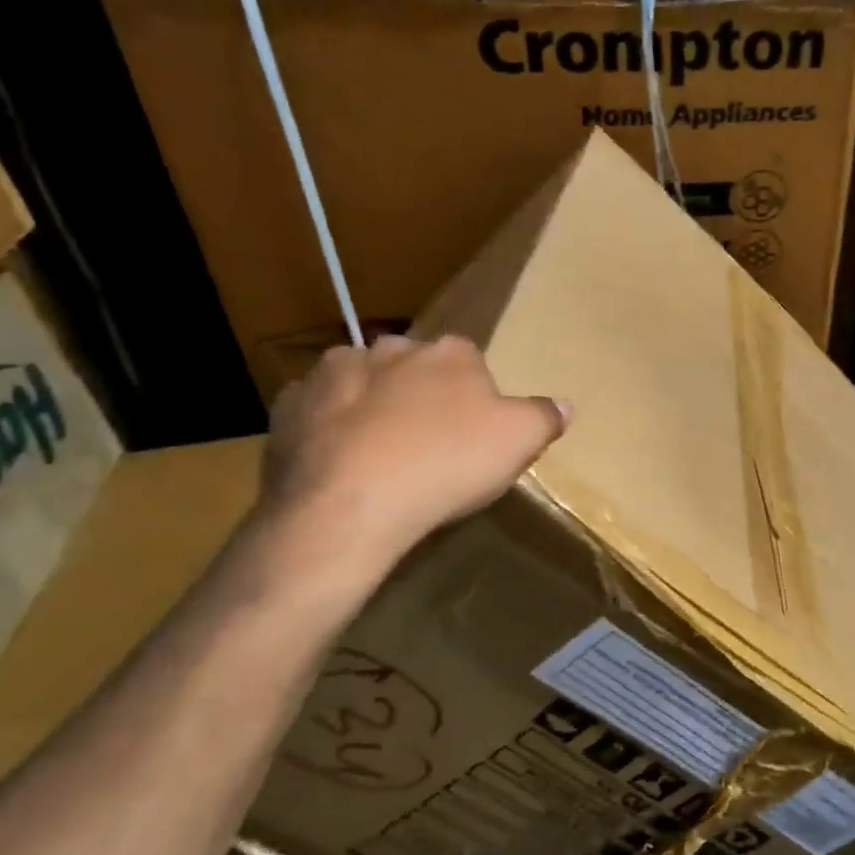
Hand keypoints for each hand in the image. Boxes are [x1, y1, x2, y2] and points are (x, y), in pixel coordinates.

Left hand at [250, 335, 569, 613]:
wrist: (348, 506)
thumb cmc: (446, 466)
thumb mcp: (519, 442)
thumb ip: (544, 417)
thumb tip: (565, 405)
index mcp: (449, 353)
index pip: (471, 363)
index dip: (474, 400)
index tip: (472, 437)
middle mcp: (390, 348)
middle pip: (415, 370)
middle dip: (420, 397)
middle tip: (426, 447)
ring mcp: (333, 373)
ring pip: (362, 384)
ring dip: (371, 408)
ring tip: (378, 458)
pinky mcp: (290, 406)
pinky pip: (317, 411)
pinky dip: (328, 429)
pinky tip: (338, 464)